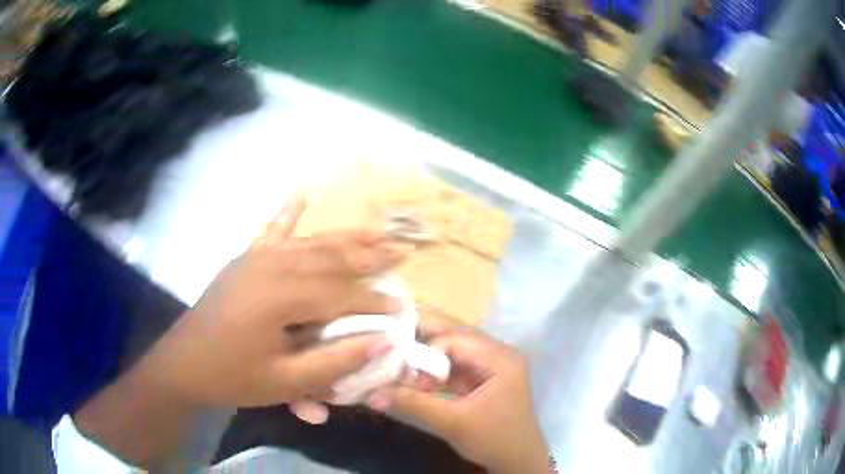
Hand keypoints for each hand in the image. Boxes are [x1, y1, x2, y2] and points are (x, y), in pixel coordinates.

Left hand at [141, 194, 409, 407]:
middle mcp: (272, 266)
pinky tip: (301, 191)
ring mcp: (256, 259)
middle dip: (370, 255)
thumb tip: (382, 342)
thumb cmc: (232, 378)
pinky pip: (271, 231)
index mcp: (281, 296)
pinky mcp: (245, 260)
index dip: (373, 302)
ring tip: (377, 229)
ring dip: (345, 236)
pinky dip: (288, 211)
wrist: (182, 365)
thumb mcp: (285, 382)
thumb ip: (335, 362)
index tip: (402, 308)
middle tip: (404, 250)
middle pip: (331, 257)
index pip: (341, 294)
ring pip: (310, 242)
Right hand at [365, 331, 550, 473]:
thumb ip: (414, 404)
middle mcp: (497, 352)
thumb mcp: (452, 422)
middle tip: (389, 342)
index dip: (426, 353)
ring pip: (452, 347)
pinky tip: (414, 373)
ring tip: (397, 358)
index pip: (455, 339)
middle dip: (422, 338)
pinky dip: (433, 368)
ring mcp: (491, 364)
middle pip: (455, 334)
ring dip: (426, 354)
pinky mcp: (482, 377)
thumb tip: (372, 394)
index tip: (407, 377)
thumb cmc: (494, 440)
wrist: (517, 460)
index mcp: (500, 358)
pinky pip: (454, 363)